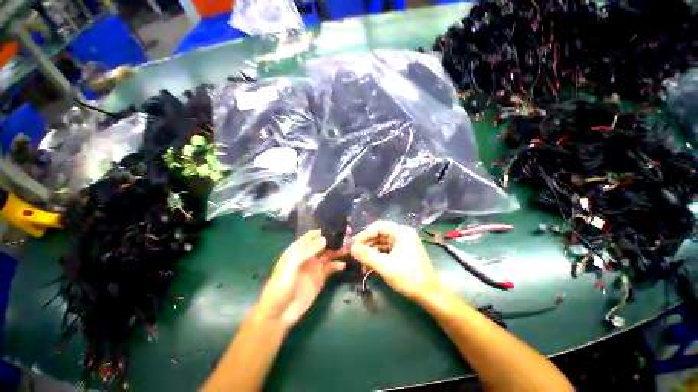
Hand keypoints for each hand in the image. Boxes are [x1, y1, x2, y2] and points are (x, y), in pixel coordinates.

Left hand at [257, 230, 346, 327]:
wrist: (279, 313)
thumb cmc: (281, 285)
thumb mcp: (291, 265)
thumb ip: (307, 251)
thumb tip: (325, 239)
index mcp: (298, 249)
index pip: (313, 235)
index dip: (324, 231)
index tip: (337, 228)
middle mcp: (308, 255)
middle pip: (323, 244)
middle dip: (334, 240)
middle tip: (348, 237)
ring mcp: (315, 266)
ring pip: (329, 254)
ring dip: (338, 251)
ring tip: (349, 249)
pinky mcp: (320, 277)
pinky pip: (331, 268)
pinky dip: (338, 265)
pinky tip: (343, 264)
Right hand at [350, 220, 441, 301]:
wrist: (430, 294)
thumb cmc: (409, 278)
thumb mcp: (385, 266)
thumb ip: (367, 255)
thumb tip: (351, 248)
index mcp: (401, 232)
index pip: (378, 227)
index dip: (364, 234)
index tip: (353, 245)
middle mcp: (402, 234)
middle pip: (379, 234)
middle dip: (366, 244)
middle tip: (355, 254)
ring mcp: (403, 243)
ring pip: (381, 243)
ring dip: (370, 252)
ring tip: (361, 263)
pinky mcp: (402, 252)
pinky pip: (385, 250)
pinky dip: (377, 257)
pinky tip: (369, 266)